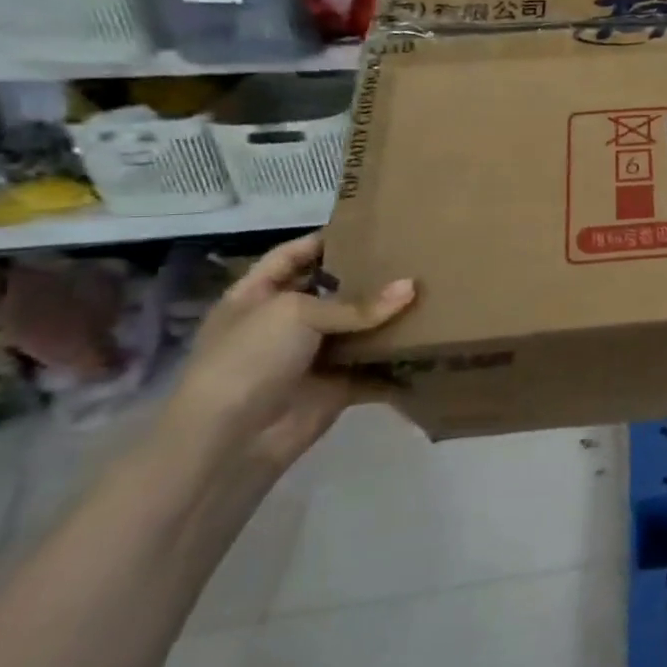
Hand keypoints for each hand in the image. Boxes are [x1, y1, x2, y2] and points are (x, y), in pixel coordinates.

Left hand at [157, 234, 414, 478]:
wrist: (231, 440)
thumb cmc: (249, 360)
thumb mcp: (296, 314)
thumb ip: (356, 303)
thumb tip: (411, 287)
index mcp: (257, 296)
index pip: (292, 256)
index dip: (324, 240)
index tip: (371, 226)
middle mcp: (284, 323)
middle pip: (334, 292)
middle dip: (370, 278)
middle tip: (417, 258)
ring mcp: (311, 356)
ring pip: (358, 330)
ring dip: (390, 320)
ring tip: (434, 295)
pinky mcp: (336, 387)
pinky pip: (374, 369)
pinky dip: (398, 363)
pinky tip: (432, 344)